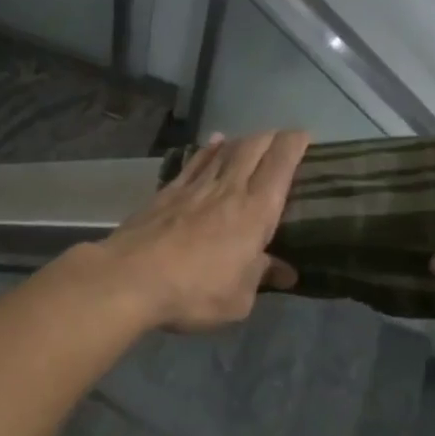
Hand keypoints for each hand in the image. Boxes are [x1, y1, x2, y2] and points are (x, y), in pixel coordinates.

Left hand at [95, 130, 308, 331]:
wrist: (130, 279)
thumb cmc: (194, 292)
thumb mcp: (238, 299)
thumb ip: (261, 277)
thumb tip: (284, 271)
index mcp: (255, 212)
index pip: (280, 165)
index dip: (294, 145)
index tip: (304, 136)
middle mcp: (228, 189)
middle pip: (252, 149)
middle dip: (270, 138)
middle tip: (280, 139)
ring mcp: (193, 188)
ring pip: (223, 152)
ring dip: (240, 141)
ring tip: (250, 139)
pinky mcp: (166, 193)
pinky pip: (194, 162)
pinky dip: (207, 150)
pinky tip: (212, 144)